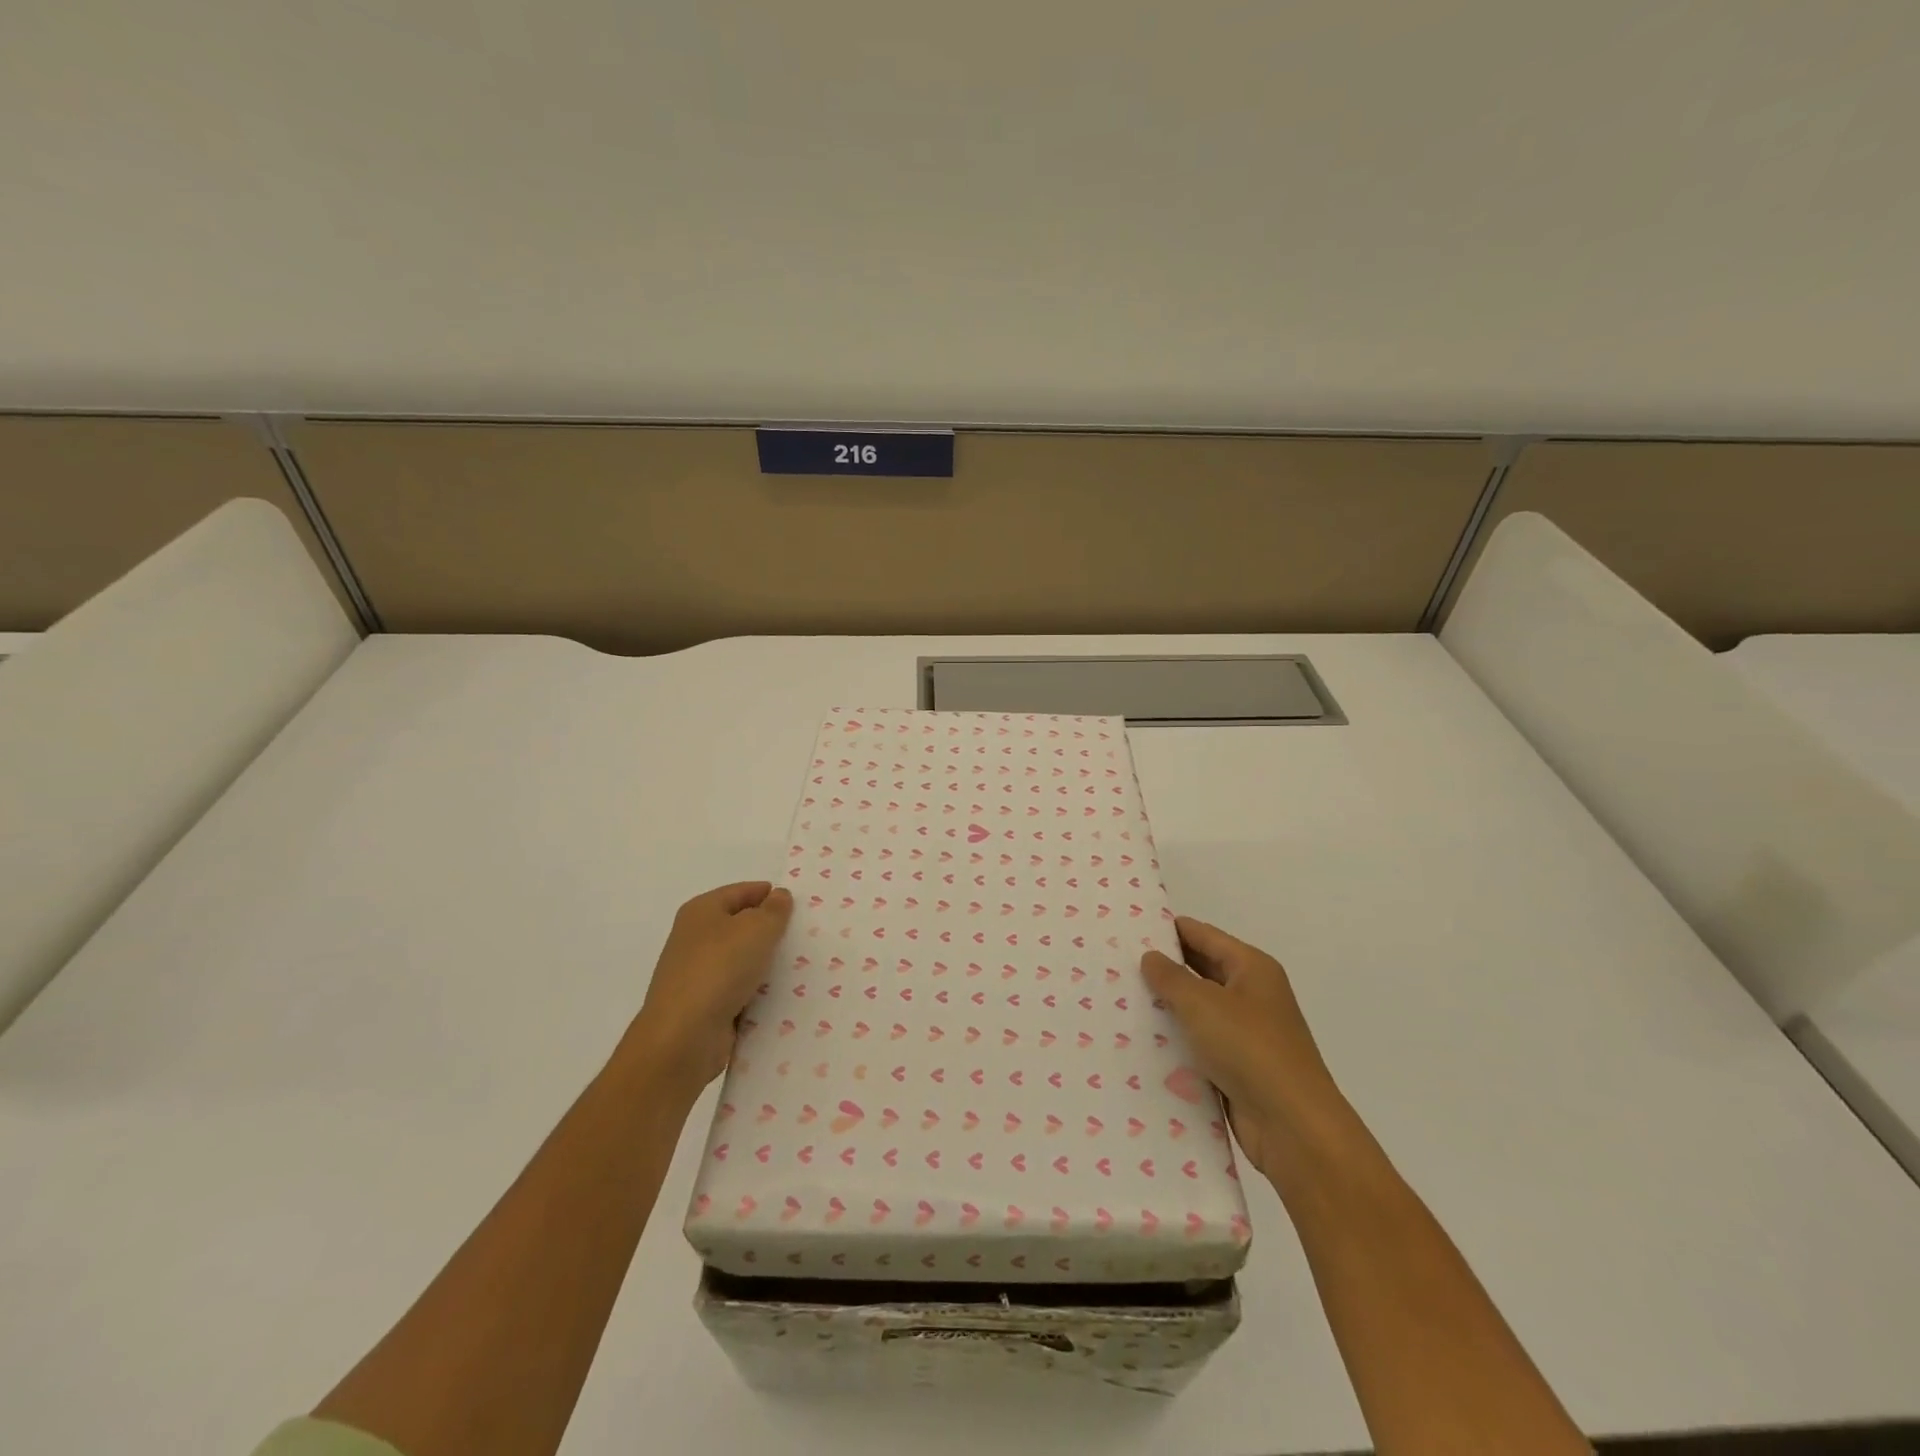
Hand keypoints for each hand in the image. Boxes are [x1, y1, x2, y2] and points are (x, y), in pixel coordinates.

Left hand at [628, 882, 793, 1093]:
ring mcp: (697, 974)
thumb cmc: (720, 969)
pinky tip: (780, 997)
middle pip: (740, 926)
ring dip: (765, 964)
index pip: (742, 891)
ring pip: (741, 960)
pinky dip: (756, 993)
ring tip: (801, 967)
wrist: (683, 1037)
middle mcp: (695, 938)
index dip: (770, 894)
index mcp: (701, 911)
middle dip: (770, 931)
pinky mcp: (703, 1006)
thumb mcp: (757, 929)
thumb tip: (779, 896)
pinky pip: (738, 991)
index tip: (801, 906)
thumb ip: (774, 910)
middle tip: (805, 936)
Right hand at [1142, 917, 1341, 1180]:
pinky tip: (1142, 1043)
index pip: (1202, 935)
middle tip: (1116, 966)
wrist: (1293, 1127)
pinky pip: (1200, 1044)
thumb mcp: (1201, 1004)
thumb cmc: (1249, 1049)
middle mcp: (1252, 994)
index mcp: (1251, 968)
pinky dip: (1177, 1042)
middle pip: (1200, 970)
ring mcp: (1246, 1033)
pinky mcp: (1238, 1067)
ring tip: (1120, 1001)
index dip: (1167, 930)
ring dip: (1167, 1008)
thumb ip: (1170, 977)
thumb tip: (1151, 957)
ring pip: (1198, 1010)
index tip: (1128, 930)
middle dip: (1163, 969)